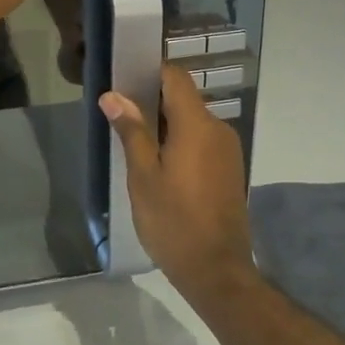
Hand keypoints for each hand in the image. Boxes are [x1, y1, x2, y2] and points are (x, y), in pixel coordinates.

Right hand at [101, 65, 256, 303]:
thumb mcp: (143, 176)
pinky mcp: (230, 169)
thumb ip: (131, 131)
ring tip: (136, 145)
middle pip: (184, 98)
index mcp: (196, 124)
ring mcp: (228, 150)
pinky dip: (181, 142)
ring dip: (166, 125)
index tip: (124, 81)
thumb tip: (113, 95)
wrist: (217, 271)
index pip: (175, 77)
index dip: (150, 72)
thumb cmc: (174, 222)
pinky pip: (202, 141)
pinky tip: (160, 166)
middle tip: (121, 118)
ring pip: (193, 121)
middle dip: (153, 102)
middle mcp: (218, 128)